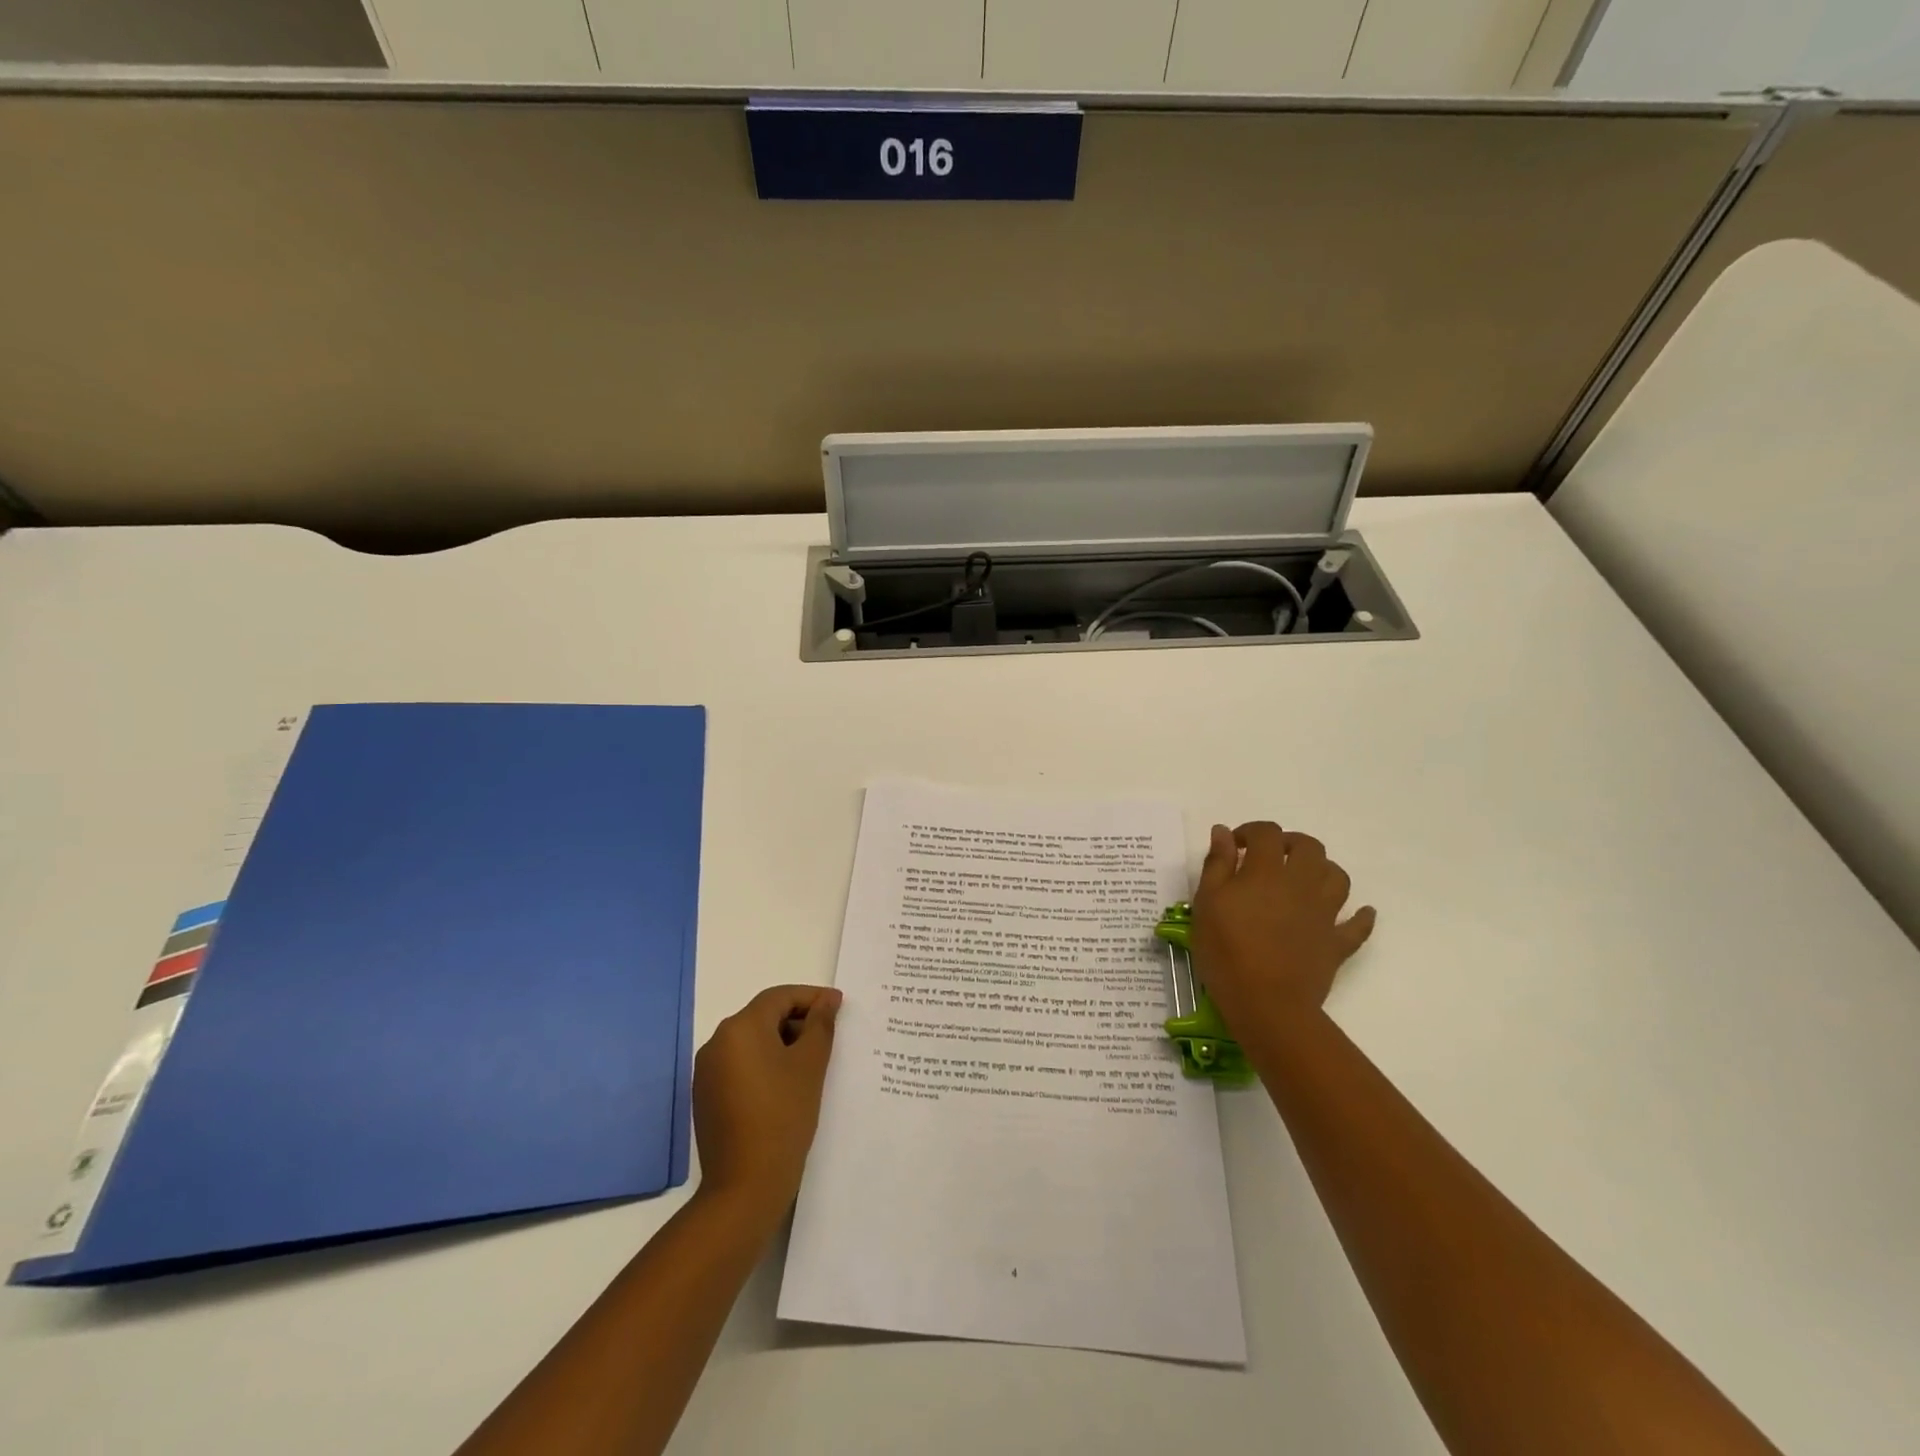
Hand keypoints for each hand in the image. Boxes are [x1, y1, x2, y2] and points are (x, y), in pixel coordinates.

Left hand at [692, 985, 841, 1221]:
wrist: (745, 1187)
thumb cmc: (783, 1116)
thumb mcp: (810, 1064)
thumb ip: (821, 1024)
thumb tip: (827, 1001)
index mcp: (740, 1028)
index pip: (779, 997)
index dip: (811, 996)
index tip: (838, 1005)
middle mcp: (717, 1042)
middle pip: (763, 1016)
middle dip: (797, 1019)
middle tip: (829, 1033)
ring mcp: (707, 1072)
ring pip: (752, 1041)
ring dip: (782, 1042)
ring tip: (813, 1059)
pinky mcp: (707, 1097)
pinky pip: (740, 1065)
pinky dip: (765, 1064)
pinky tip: (787, 1084)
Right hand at [1190, 823, 1375, 1033]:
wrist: (1267, 1004)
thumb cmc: (1226, 950)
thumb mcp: (1207, 903)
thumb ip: (1217, 864)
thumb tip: (1223, 832)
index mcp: (1266, 871)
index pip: (1267, 833)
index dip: (1251, 831)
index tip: (1235, 846)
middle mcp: (1301, 884)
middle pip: (1309, 847)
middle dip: (1290, 843)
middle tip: (1269, 857)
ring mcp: (1325, 913)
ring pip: (1337, 877)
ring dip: (1322, 870)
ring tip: (1303, 879)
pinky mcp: (1338, 943)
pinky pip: (1358, 925)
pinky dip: (1360, 916)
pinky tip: (1358, 913)